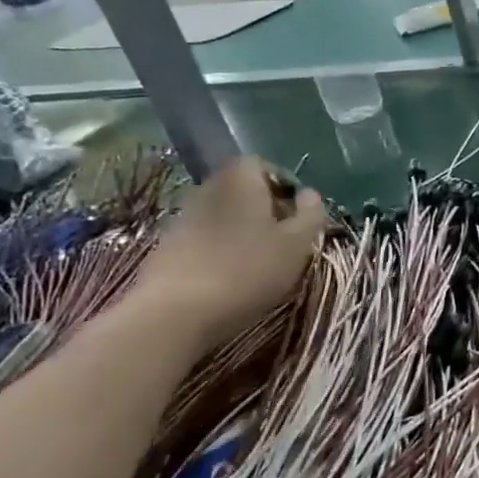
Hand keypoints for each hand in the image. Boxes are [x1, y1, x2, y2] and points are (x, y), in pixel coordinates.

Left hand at [132, 157, 325, 348]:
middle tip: (284, 239)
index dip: (284, 185)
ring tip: (260, 262)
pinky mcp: (167, 246)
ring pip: (223, 214)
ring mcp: (182, 217)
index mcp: (240, 180)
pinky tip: (230, 277)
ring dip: (243, 231)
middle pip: (242, 189)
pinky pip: (205, 237)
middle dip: (265, 209)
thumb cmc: (248, 270)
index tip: (298, 214)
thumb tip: (309, 194)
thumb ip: (310, 214)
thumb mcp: (297, 244)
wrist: (175, 313)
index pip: (263, 164)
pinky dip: (221, 249)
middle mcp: (207, 188)